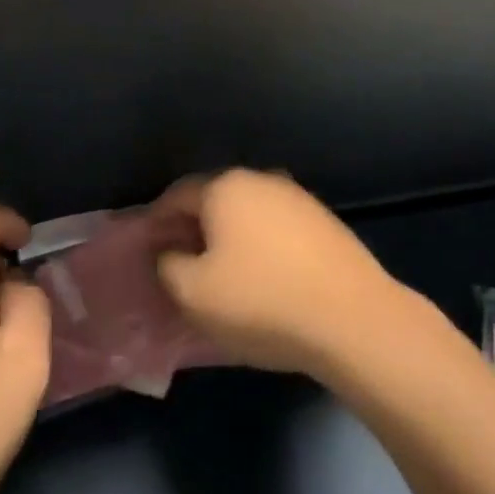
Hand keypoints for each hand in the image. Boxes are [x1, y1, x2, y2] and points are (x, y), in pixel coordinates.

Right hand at [150, 170, 410, 381]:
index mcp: (226, 187)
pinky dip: (258, 244)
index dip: (156, 222)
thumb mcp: (194, 294)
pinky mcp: (322, 220)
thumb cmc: (261, 300)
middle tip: (176, 264)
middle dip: (192, 227)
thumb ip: (169, 267)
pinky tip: (259, 275)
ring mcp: (297, 197)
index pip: (178, 195)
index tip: (145, 249)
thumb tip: (170, 252)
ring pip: (247, 212)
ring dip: (227, 236)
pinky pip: (274, 227)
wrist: (349, 314)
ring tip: (217, 273)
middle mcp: (262, 179)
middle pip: (214, 199)